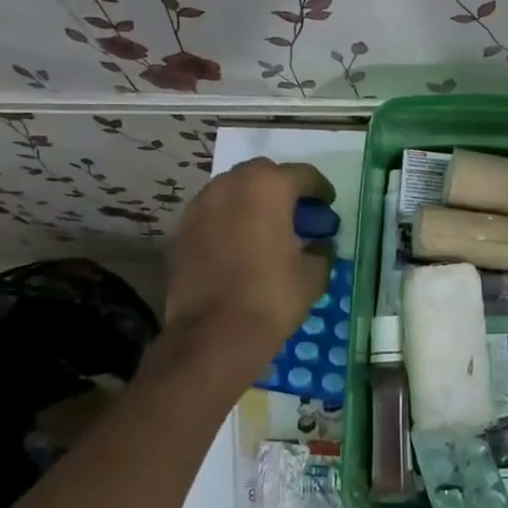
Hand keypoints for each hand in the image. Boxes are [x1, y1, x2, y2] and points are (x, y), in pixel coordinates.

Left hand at [163, 158, 336, 367]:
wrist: (214, 334)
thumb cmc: (272, 297)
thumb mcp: (312, 275)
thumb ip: (320, 251)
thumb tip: (319, 245)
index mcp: (269, 188)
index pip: (303, 175)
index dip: (320, 189)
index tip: (327, 205)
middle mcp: (231, 185)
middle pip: (263, 174)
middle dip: (281, 188)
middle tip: (295, 213)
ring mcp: (200, 206)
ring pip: (232, 190)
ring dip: (251, 201)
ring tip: (265, 227)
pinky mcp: (181, 230)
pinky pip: (211, 213)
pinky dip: (227, 220)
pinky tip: (238, 245)